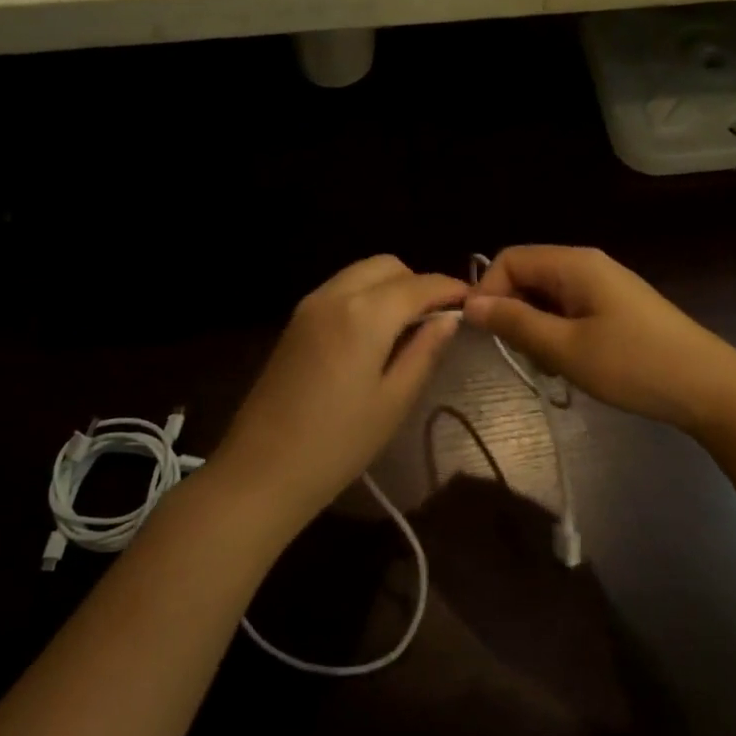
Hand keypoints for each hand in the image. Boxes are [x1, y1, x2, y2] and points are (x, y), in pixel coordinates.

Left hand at [209, 256, 466, 528]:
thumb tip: (450, 318)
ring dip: (391, 287)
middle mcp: (335, 294)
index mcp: (364, 313)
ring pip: (361, 273)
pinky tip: (374, 335)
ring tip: (408, 328)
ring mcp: (309, 305)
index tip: (473, 303)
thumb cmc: (338, 443)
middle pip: (387, 266)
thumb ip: (425, 350)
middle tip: (437, 320)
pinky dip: (365, 297)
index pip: (420, 284)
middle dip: (418, 283)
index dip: (450, 289)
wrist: (262, 469)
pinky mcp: (295, 321)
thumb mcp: (395, 400)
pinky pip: (340, 290)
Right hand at [465, 246, 735, 432]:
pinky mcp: (616, 308)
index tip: (484, 334)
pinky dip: (560, 335)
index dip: (488, 292)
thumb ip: (514, 323)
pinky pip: (570, 312)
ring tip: (555, 365)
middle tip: (527, 356)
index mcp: (574, 264)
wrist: (709, 388)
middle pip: (527, 277)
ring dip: (537, 330)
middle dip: (514, 314)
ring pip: (547, 298)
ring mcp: (604, 286)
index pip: (509, 259)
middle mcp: (587, 265)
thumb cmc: (633, 365)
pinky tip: (575, 364)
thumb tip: (469, 304)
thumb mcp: (565, 348)